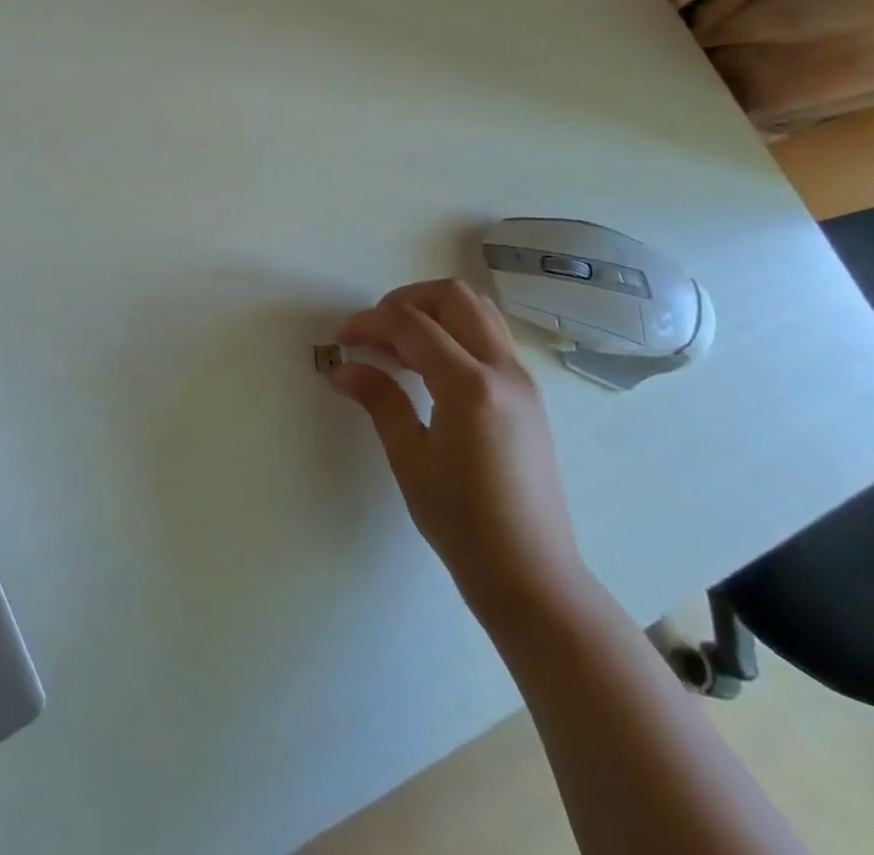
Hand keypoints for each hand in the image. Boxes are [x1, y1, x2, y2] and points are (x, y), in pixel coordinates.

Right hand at [327, 280, 589, 624]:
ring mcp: (522, 381)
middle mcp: (503, 370)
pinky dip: (454, 333)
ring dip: (433, 312)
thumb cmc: (463, 523)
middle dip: (406, 300)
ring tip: (399, 347)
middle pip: (454, 297)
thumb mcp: (409, 458)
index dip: (369, 322)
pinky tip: (429, 369)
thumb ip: (379, 400)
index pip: (411, 324)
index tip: (341, 339)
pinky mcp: (527, 396)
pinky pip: (490, 338)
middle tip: (374, 330)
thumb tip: (342, 368)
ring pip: (478, 311)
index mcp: (470, 386)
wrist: (532, 576)